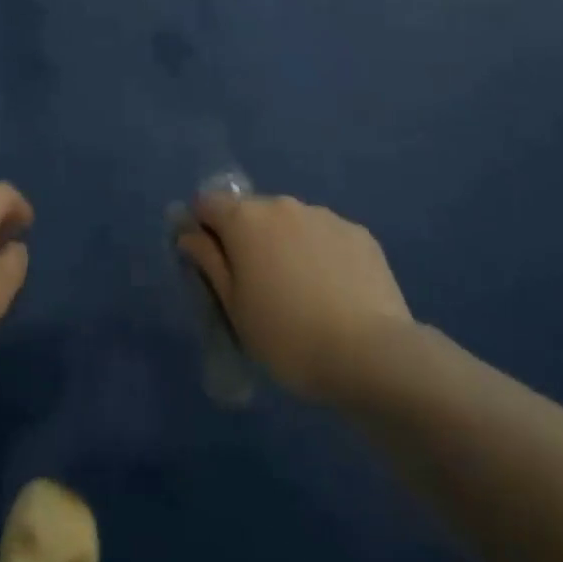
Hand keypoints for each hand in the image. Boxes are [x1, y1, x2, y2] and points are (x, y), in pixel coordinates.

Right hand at [178, 194, 412, 403]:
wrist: (374, 358)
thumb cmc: (288, 336)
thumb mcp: (234, 307)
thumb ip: (208, 261)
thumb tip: (189, 233)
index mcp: (244, 218)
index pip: (207, 203)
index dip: (203, 229)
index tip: (213, 264)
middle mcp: (281, 204)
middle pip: (251, 212)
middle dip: (248, 238)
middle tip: (260, 286)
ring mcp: (324, 216)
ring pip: (291, 223)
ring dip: (286, 245)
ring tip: (304, 294)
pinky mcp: (359, 234)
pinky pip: (326, 237)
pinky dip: (322, 255)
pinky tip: (336, 294)